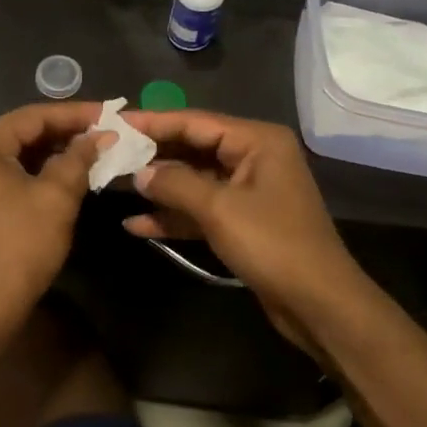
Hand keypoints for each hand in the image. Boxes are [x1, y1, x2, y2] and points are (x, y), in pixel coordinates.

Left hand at [0, 103, 103, 331]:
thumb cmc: (19, 247)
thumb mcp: (56, 198)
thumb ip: (78, 159)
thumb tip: (101, 137)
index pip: (33, 116)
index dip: (75, 114)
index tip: (110, 113)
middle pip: (21, 131)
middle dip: (64, 132)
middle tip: (105, 132)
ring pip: (14, 152)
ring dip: (51, 151)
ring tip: (92, 150)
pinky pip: (4, 171)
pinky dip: (34, 170)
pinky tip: (65, 171)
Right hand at [121, 109, 365, 351]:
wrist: (318, 304)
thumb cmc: (273, 245)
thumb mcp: (219, 209)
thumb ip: (175, 184)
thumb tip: (139, 172)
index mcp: (256, 141)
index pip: (194, 122)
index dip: (152, 122)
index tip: (114, 123)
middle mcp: (253, 157)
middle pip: (192, 148)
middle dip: (152, 156)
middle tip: (108, 155)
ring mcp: (247, 191)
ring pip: (192, 180)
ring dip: (158, 188)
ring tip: (114, 187)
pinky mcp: (242, 221)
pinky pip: (200, 209)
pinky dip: (173, 216)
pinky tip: (137, 225)